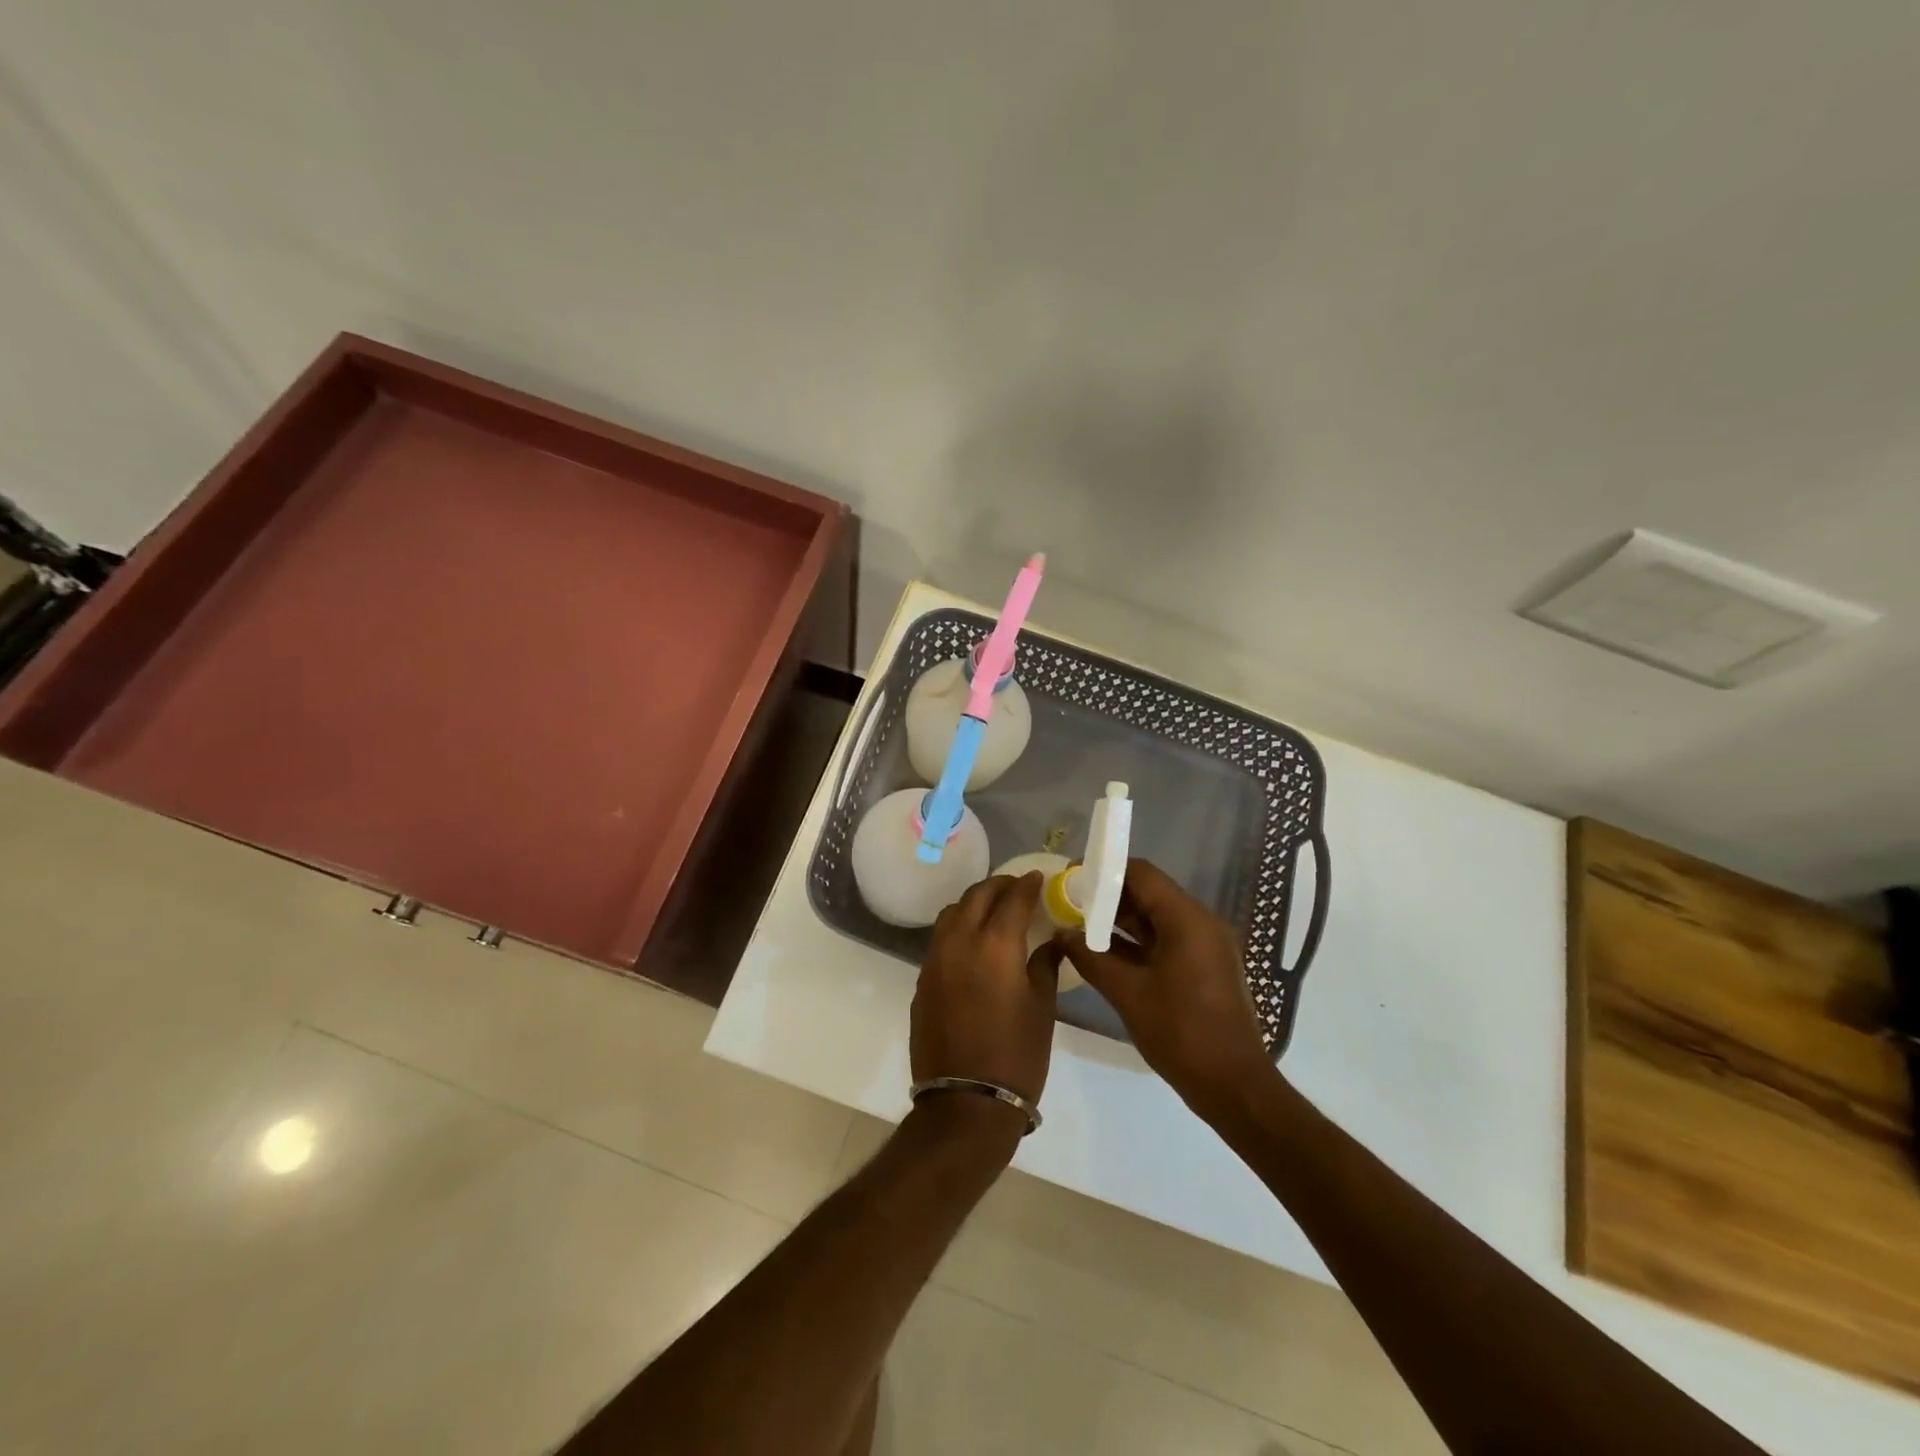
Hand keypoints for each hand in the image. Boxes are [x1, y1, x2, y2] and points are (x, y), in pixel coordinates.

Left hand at [911, 872, 1058, 1106]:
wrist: (965, 1102)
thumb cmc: (1016, 1055)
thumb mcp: (1042, 1008)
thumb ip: (1045, 965)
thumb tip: (1051, 941)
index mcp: (995, 944)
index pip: (1013, 898)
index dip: (1027, 885)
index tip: (1038, 878)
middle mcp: (960, 941)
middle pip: (977, 896)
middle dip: (998, 886)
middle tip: (1017, 888)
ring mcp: (935, 960)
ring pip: (952, 913)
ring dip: (974, 903)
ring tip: (993, 909)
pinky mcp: (923, 980)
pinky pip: (940, 939)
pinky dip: (958, 928)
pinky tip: (973, 942)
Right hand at [1058, 858, 1278, 1120]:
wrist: (1234, 1086)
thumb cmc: (1181, 1033)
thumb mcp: (1128, 993)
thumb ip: (1090, 958)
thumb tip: (1061, 935)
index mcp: (1187, 919)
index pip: (1141, 873)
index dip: (1104, 872)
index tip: (1070, 880)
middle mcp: (1200, 922)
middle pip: (1149, 892)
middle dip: (1108, 896)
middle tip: (1068, 904)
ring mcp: (1205, 945)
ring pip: (1156, 917)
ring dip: (1120, 920)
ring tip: (1078, 926)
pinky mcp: (1204, 966)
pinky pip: (1166, 939)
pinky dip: (1137, 941)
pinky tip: (1104, 952)